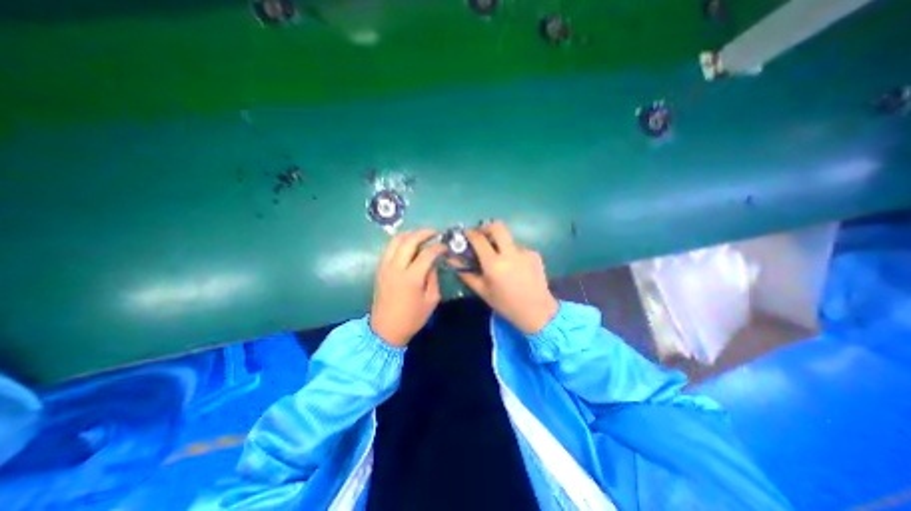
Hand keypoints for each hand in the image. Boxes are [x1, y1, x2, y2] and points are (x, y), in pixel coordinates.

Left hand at [369, 229, 447, 346]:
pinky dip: (400, 242)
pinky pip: (389, 248)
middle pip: (409, 240)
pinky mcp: (379, 269)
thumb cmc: (412, 318)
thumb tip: (433, 263)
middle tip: (434, 232)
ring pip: (395, 240)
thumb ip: (433, 278)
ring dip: (410, 234)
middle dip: (424, 233)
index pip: (427, 253)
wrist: (385, 330)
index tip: (446, 247)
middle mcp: (396, 268)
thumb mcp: (431, 300)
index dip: (438, 247)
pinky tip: (408, 245)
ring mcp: (385, 267)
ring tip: (421, 235)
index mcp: (411, 278)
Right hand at [459, 219, 558, 332]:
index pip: (479, 239)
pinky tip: (515, 267)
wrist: (537, 311)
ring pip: (509, 239)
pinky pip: (518, 248)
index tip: (466, 234)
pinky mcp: (535, 254)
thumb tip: (453, 260)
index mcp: (494, 264)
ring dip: (501, 244)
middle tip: (481, 236)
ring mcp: (525, 252)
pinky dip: (512, 253)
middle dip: (486, 227)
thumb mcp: (483, 291)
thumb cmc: (506, 304)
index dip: (469, 233)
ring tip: (501, 260)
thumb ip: (467, 274)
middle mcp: (510, 253)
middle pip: (497, 226)